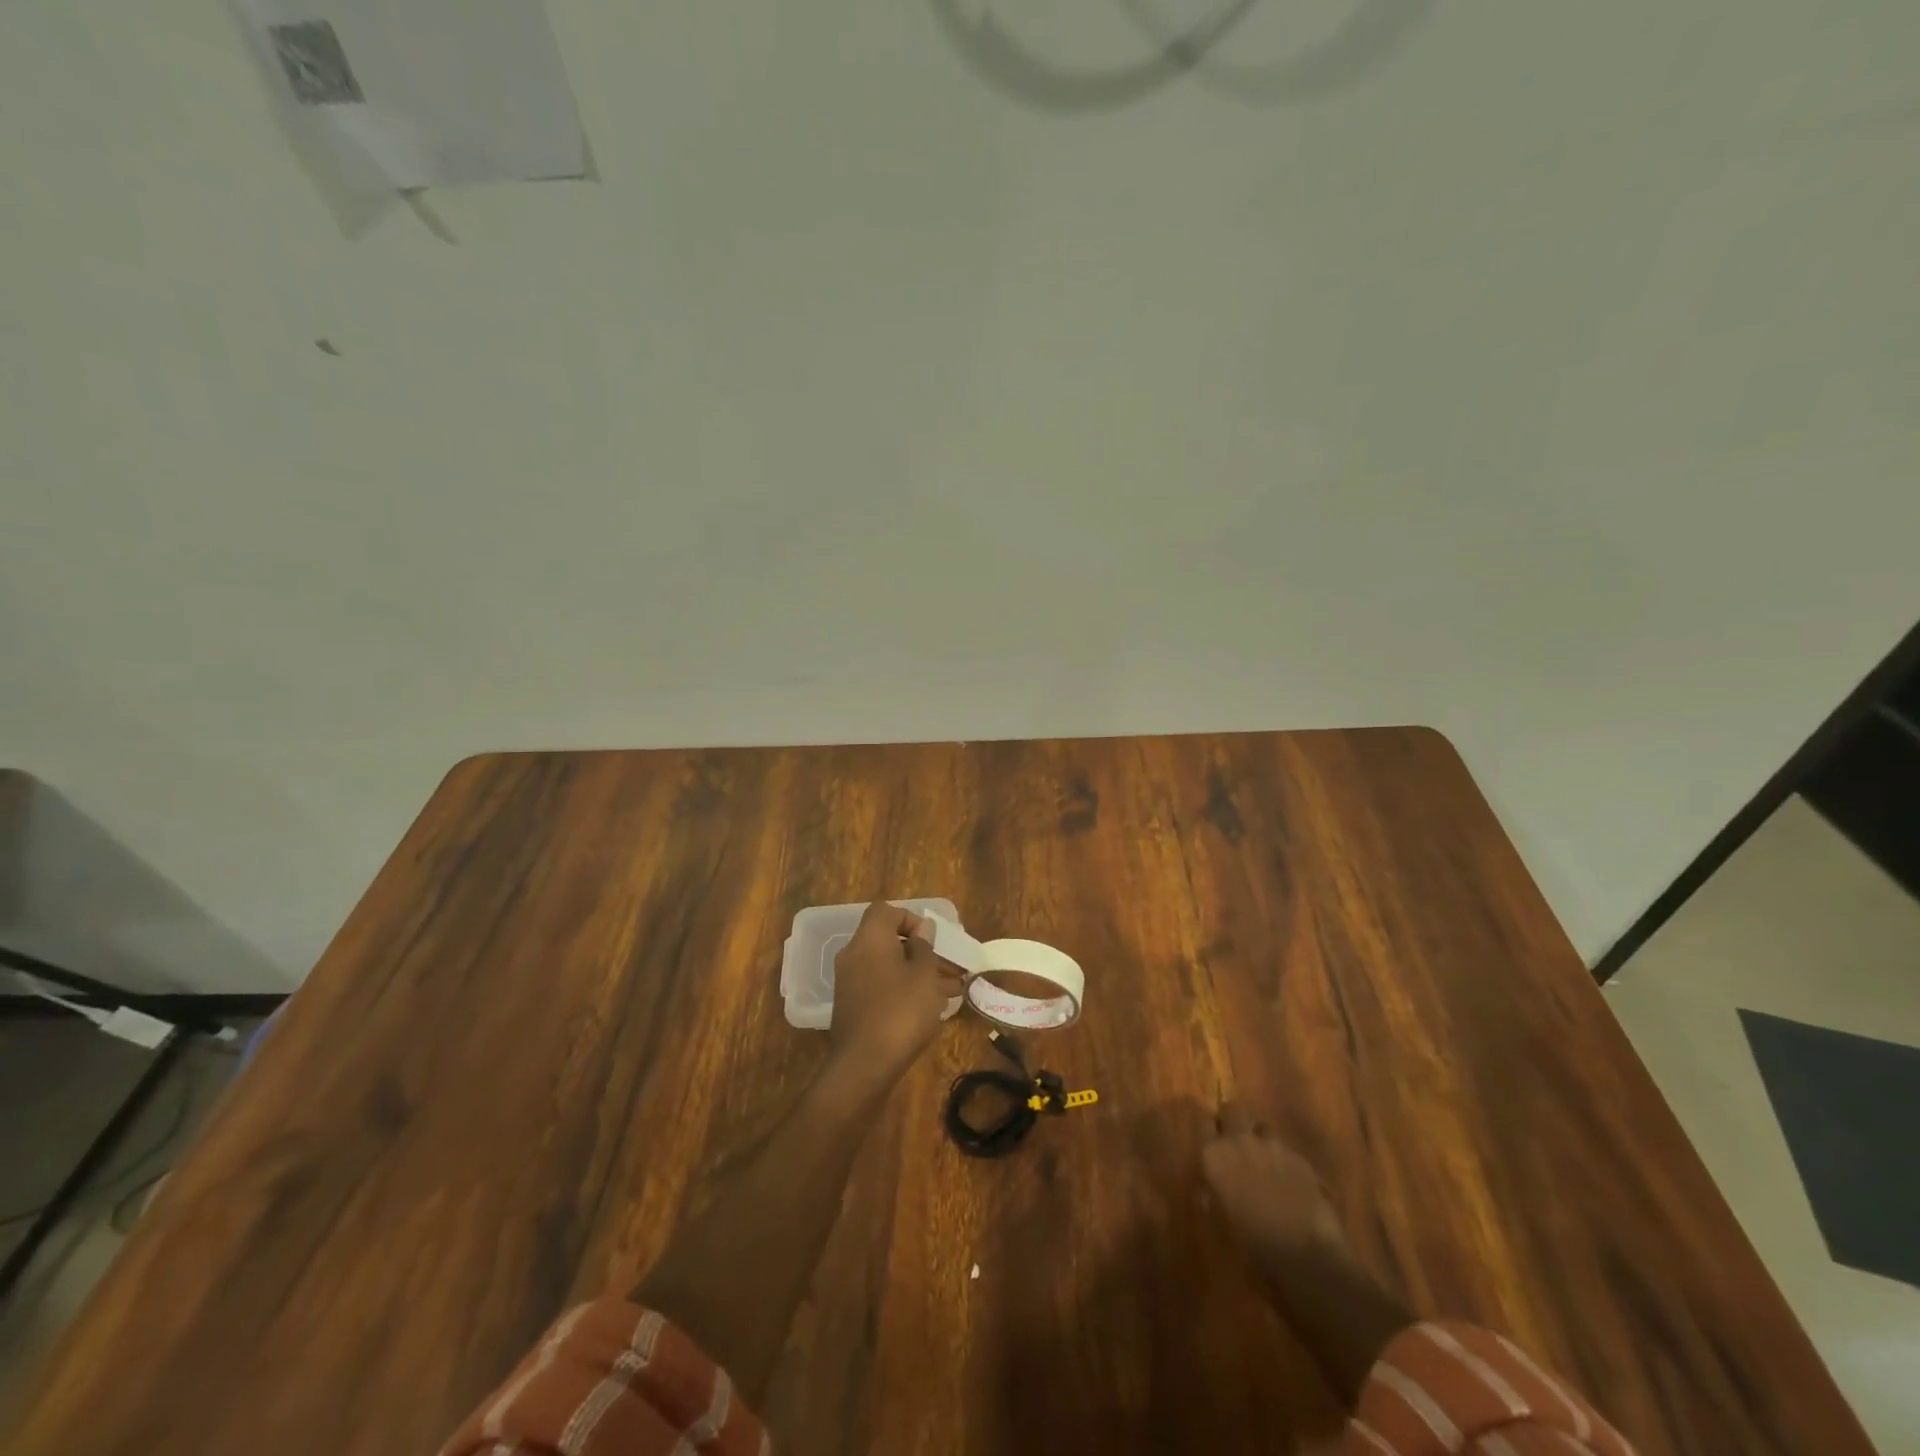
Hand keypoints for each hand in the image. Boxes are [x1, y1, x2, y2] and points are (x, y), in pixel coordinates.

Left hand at [828, 901, 962, 1083]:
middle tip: (953, 967)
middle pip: (890, 941)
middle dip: (923, 952)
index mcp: (869, 939)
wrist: (864, 1066)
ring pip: (889, 967)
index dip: (911, 919)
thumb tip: (922, 930)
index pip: (886, 911)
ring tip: (953, 990)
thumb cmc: (901, 1011)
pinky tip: (931, 1007)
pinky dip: (904, 990)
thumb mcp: (924, 975)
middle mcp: (854, 955)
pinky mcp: (853, 1008)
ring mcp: (851, 983)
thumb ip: (925, 947)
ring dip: (919, 974)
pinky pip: (882, 987)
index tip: (932, 939)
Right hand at [1202, 1104, 1345, 1263]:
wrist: (1304, 1256)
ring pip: (1262, 1126)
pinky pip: (1287, 1150)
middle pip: (1233, 1109)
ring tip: (1266, 1163)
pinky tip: (1290, 1185)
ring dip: (1261, 1139)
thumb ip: (1212, 1192)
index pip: (1203, 1123)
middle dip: (1233, 1121)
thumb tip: (1209, 1183)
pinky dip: (1285, 1162)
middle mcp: (1241, 1141)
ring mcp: (1273, 1146)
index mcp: (1214, 1155)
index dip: (1209, 1132)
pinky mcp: (1300, 1158)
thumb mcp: (1219, 1219)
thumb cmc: (1251, 1244)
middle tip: (1236, 1143)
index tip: (1212, 1143)